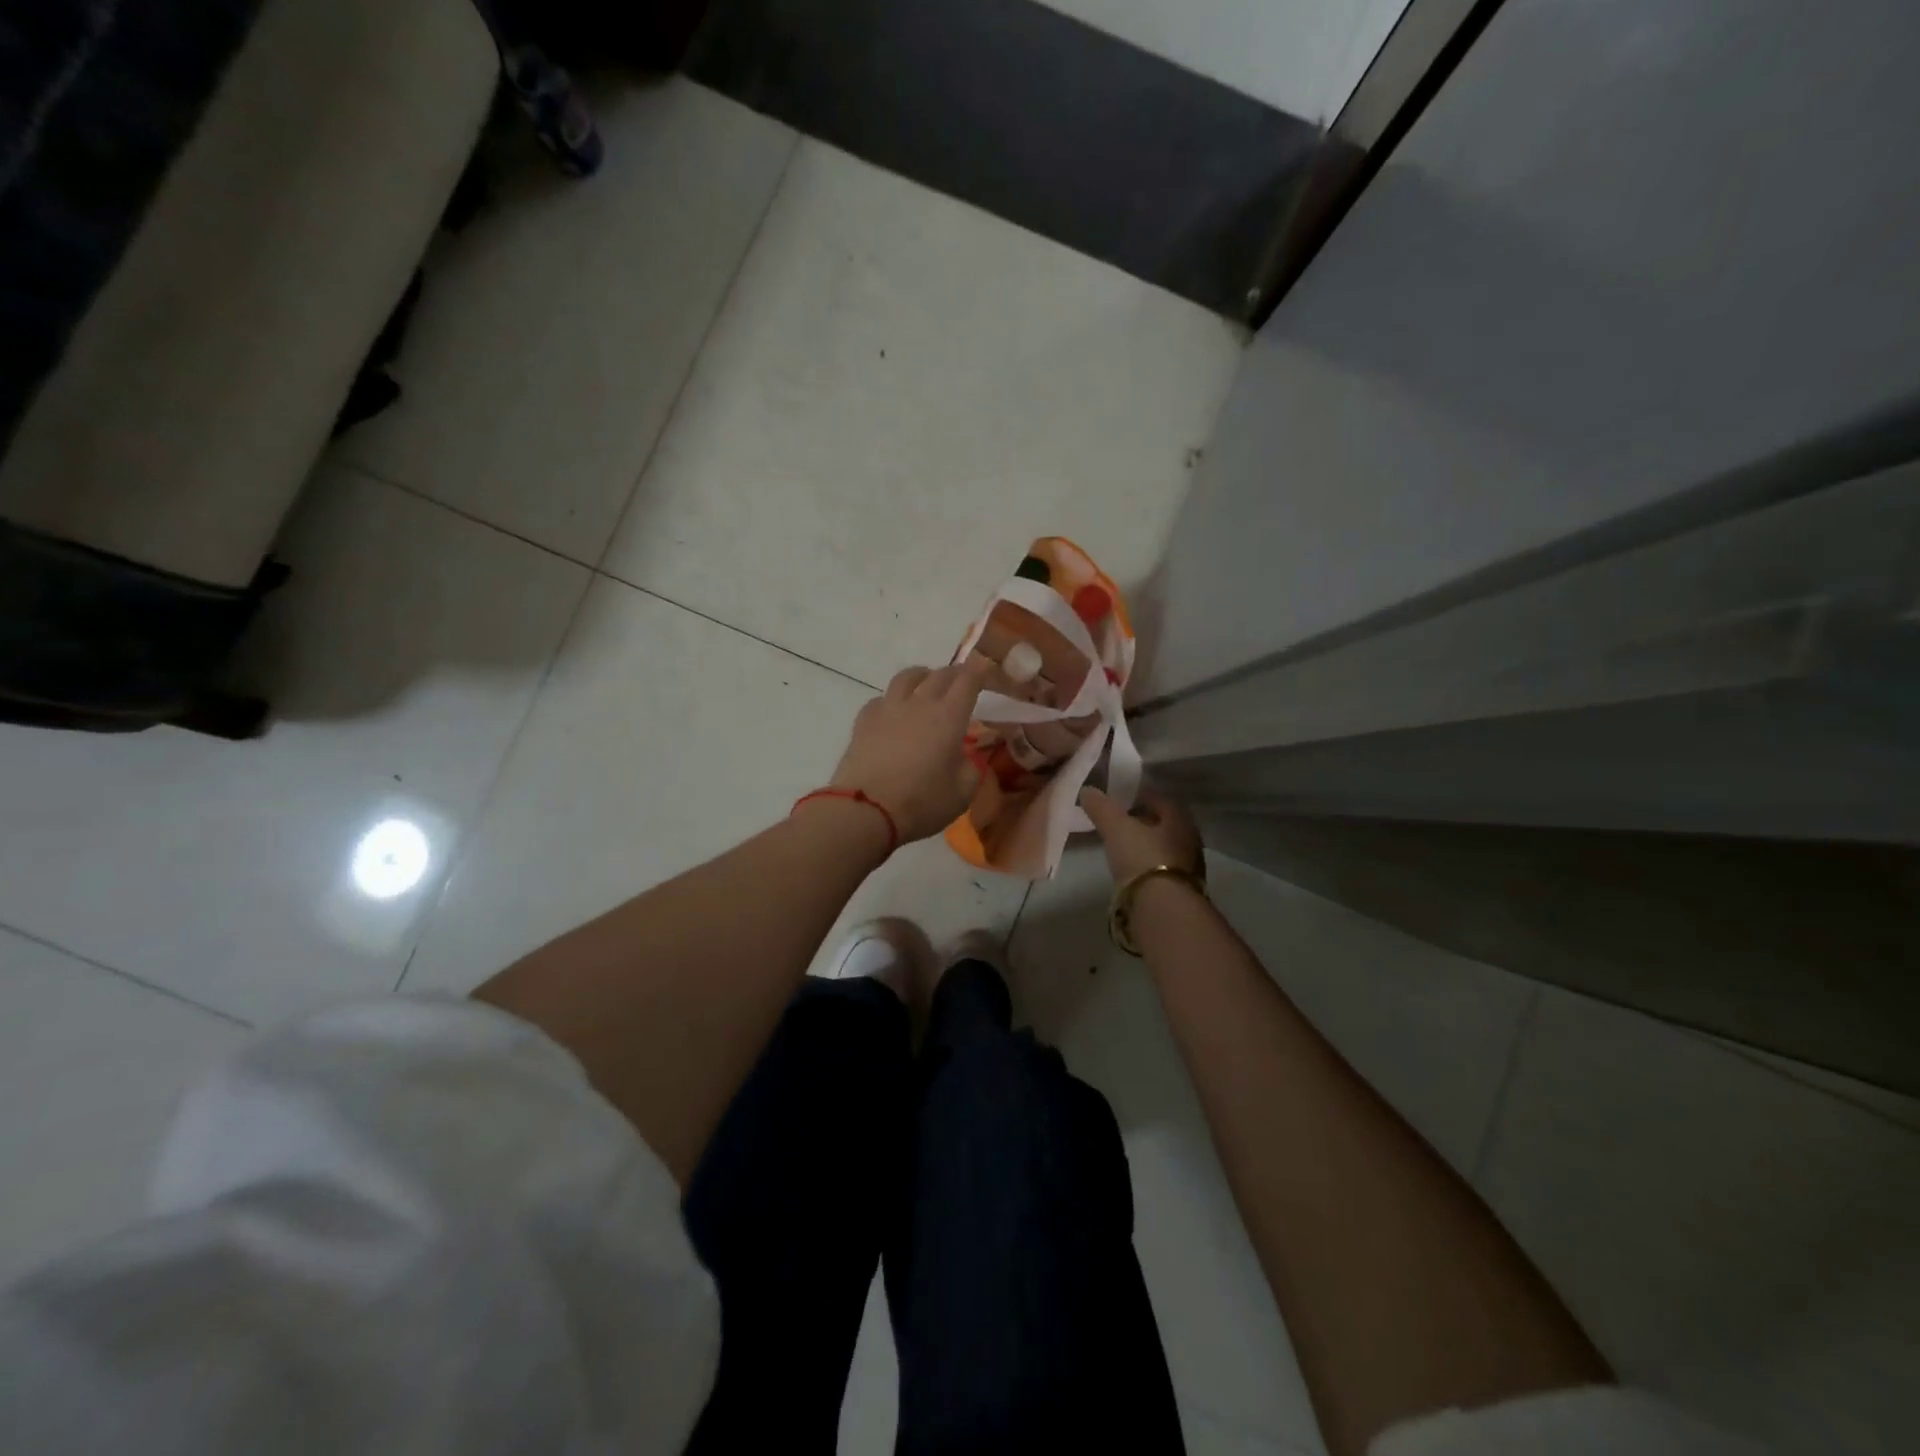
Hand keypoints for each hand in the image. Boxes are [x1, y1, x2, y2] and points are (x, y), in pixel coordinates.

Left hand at [830, 661, 990, 844]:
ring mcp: (888, 709)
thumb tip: (964, 756)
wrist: (866, 810)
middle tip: (960, 682)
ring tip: (925, 685)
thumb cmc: (921, 802)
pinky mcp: (864, 720)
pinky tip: (893, 713)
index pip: (968, 680)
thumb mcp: (962, 793)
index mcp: (949, 717)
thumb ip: (970, 768)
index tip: (984, 669)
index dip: (978, 670)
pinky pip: (881, 698)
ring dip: (922, 676)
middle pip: (939, 674)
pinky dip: (892, 700)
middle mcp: (920, 703)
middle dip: (954, 674)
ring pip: (907, 677)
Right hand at [1079, 786, 1203, 882]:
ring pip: (1163, 848)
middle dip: (1143, 822)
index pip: (1160, 799)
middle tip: (1118, 823)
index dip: (1139, 797)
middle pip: (1163, 825)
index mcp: (1179, 818)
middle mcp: (1189, 840)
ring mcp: (1189, 868)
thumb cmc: (1143, 858)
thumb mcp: (1116, 828)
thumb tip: (1087, 790)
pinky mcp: (1181, 891)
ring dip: (1146, 846)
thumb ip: (1102, 808)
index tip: (1119, 801)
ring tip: (1122, 848)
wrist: (1163, 909)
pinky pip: (1161, 870)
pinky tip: (1132, 872)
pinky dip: (1147, 867)